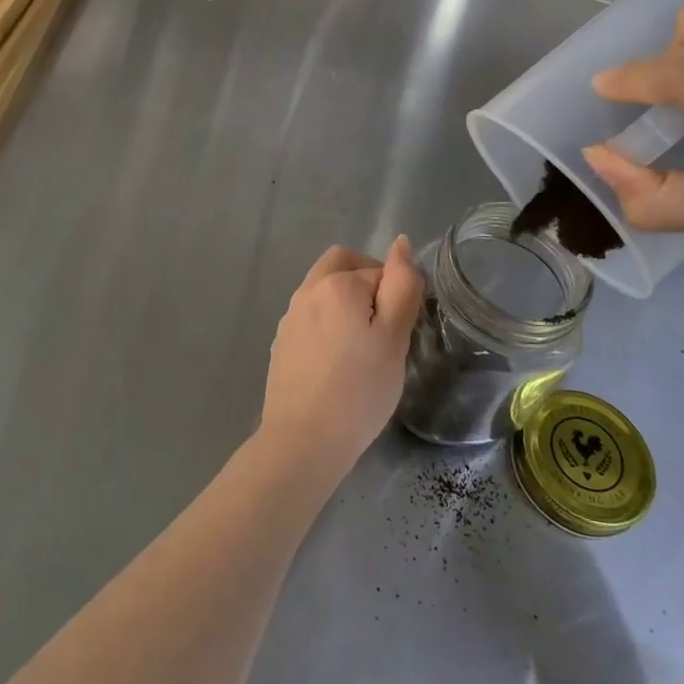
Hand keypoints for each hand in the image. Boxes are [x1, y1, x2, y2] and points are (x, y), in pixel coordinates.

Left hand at [257, 239, 424, 482]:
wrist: (303, 440)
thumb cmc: (359, 390)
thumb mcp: (394, 338)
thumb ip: (401, 286)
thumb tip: (401, 243)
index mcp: (336, 283)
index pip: (378, 271)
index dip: (396, 294)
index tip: (402, 330)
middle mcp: (307, 290)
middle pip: (341, 264)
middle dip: (366, 281)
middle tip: (386, 324)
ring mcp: (290, 316)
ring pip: (323, 289)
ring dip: (346, 302)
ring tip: (364, 346)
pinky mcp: (281, 341)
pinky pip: (310, 316)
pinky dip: (328, 323)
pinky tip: (338, 361)